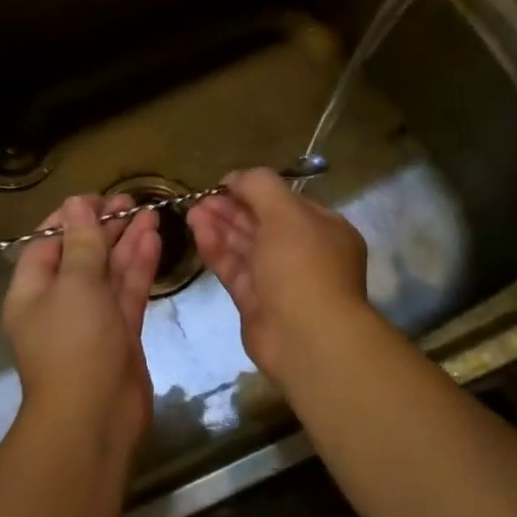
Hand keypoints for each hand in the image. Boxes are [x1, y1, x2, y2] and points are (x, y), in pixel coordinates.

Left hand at [3, 195, 160, 458]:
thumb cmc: (74, 344)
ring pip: (109, 272)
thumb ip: (82, 242)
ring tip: (150, 212)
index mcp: (32, 291)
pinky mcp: (119, 334)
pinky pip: (127, 292)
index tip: (98, 198)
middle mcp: (58, 302)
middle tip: (131, 201)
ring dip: (127, 242)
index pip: (47, 242)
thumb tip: (76, 203)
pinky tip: (154, 239)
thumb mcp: (75, 284)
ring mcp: (91, 319)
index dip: (71, 217)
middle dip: (105, 227)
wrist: (94, 420)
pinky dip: (139, 266)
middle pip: (81, 254)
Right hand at [187, 169, 371, 387]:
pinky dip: (217, 251)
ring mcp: (279, 280)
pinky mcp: (256, 303)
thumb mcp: (286, 213)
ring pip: (245, 247)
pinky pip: (235, 270)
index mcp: (323, 230)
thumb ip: (259, 186)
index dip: (253, 190)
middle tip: (201, 199)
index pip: (284, 202)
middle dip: (230, 209)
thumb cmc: (303, 265)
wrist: (307, 338)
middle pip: (261, 223)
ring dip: (219, 227)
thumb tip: (235, 177)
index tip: (223, 184)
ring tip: (192, 212)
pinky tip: (198, 233)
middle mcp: (304, 253)